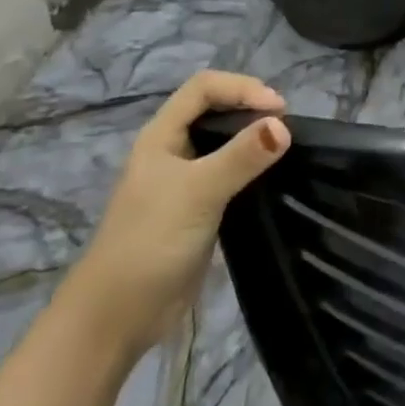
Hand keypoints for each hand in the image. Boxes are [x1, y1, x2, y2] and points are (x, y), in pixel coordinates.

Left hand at [61, 71, 287, 359]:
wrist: (117, 317)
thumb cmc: (150, 242)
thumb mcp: (198, 192)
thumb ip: (241, 157)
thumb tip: (285, 126)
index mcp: (161, 136)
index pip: (204, 88)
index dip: (241, 88)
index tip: (278, 109)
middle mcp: (173, 151)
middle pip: (215, 110)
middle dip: (251, 109)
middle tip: (287, 128)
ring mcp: (185, 182)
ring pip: (224, 144)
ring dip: (254, 139)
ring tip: (286, 148)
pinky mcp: (199, 210)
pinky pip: (230, 175)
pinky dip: (253, 169)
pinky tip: (273, 178)